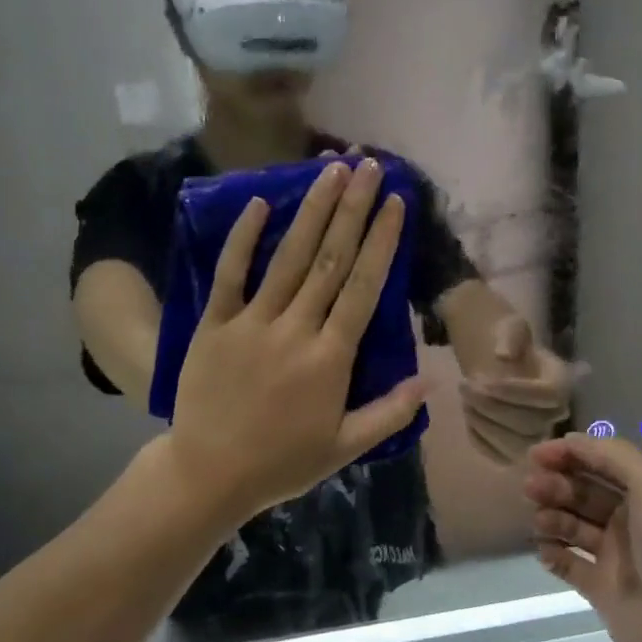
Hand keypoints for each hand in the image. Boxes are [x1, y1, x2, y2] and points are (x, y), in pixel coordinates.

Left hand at [166, 158, 426, 520]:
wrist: (209, 474)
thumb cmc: (282, 462)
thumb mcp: (345, 447)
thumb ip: (390, 412)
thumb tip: (432, 379)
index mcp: (331, 358)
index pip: (363, 288)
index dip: (381, 242)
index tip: (396, 203)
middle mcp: (296, 329)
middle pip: (330, 260)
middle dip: (353, 210)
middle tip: (369, 166)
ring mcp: (251, 323)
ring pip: (288, 258)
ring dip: (312, 211)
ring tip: (331, 170)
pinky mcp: (214, 324)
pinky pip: (230, 274)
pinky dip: (244, 239)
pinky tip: (260, 203)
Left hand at [459, 315, 577, 464]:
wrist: (494, 360)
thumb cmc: (506, 341)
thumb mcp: (509, 326)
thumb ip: (510, 335)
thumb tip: (503, 355)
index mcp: (561, 380)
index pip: (549, 395)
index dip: (517, 392)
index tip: (484, 381)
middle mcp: (556, 413)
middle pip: (532, 424)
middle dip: (492, 407)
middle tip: (465, 386)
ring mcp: (536, 434)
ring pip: (516, 445)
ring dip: (484, 424)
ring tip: (465, 400)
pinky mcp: (514, 450)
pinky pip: (498, 455)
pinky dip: (479, 438)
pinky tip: (468, 415)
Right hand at [523, 434, 641, 641]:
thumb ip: (612, 455)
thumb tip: (570, 441)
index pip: (601, 461)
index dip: (569, 453)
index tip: (536, 455)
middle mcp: (630, 519)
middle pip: (582, 491)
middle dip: (555, 484)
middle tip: (532, 489)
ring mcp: (614, 555)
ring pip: (571, 524)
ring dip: (550, 515)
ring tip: (539, 521)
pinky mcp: (599, 589)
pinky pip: (567, 563)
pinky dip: (551, 552)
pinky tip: (544, 550)